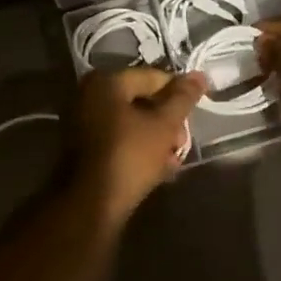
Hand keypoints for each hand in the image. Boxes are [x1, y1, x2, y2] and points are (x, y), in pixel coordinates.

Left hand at [66, 67, 205, 230]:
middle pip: (140, 99)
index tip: (195, 112)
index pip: (152, 77)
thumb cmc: (129, 156)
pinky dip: (138, 147)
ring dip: (155, 137)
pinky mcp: (82, 148)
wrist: (90, 205)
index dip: (179, 93)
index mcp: (105, 82)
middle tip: (182, 141)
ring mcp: (81, 122)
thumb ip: (182, 98)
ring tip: (173, 158)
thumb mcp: (164, 125)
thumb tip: (199, 75)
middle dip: (167, 120)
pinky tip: (157, 167)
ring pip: (130, 122)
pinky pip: (118, 138)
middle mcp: (88, 95)